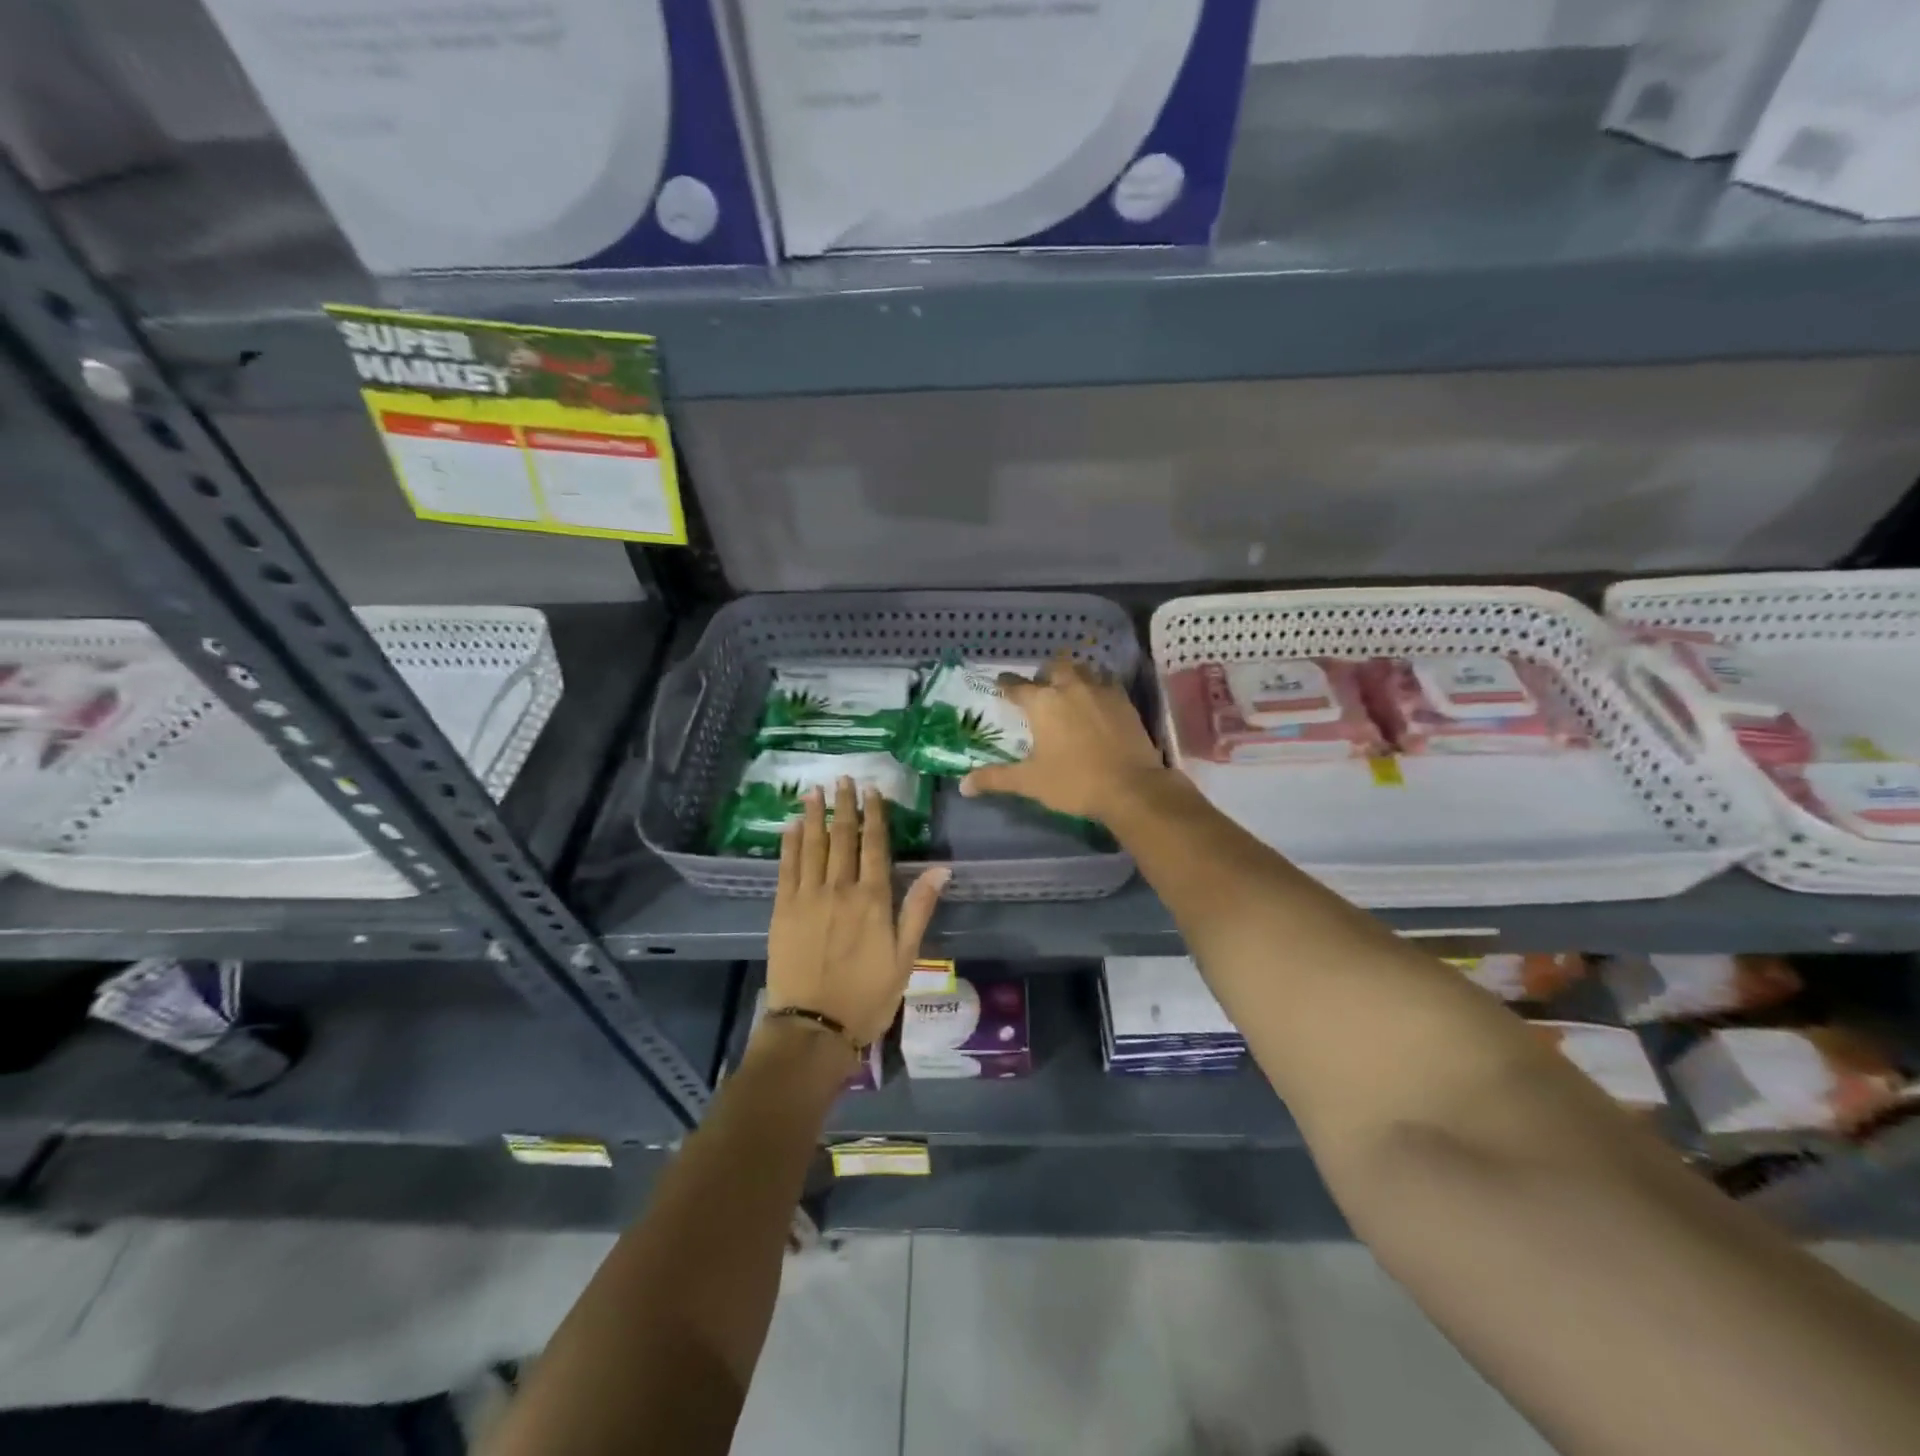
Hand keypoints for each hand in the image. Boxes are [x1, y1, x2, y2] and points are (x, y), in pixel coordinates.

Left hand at [766, 778, 948, 1047]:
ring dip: (814, 816)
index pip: (875, 846)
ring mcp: (808, 897)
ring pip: (812, 846)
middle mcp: (840, 889)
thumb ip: (919, 909)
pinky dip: (790, 844)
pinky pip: (787, 868)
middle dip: (844, 806)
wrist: (815, 1027)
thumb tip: (942, 870)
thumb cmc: (869, 995)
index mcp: (873, 899)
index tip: (872, 791)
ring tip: (815, 791)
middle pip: (843, 838)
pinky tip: (790, 827)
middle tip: (843, 779)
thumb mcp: (906, 956)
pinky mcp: (783, 910)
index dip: (874, 815)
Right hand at [958, 655, 1168, 822]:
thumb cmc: (1074, 782)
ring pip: (1083, 669)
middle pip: (1054, 667)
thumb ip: (995, 778)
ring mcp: (1101, 691)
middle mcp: (1070, 687)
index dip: (1006, 685)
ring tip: (1070, 688)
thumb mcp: (1029, 782)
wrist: (1130, 787)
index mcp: (1042, 703)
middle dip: (1045, 674)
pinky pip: (1108, 682)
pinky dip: (1099, 685)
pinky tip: (1098, 699)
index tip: (1000, 684)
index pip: (1016, 686)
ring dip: (1073, 674)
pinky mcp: (1124, 701)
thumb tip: (963, 785)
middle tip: (1041, 688)